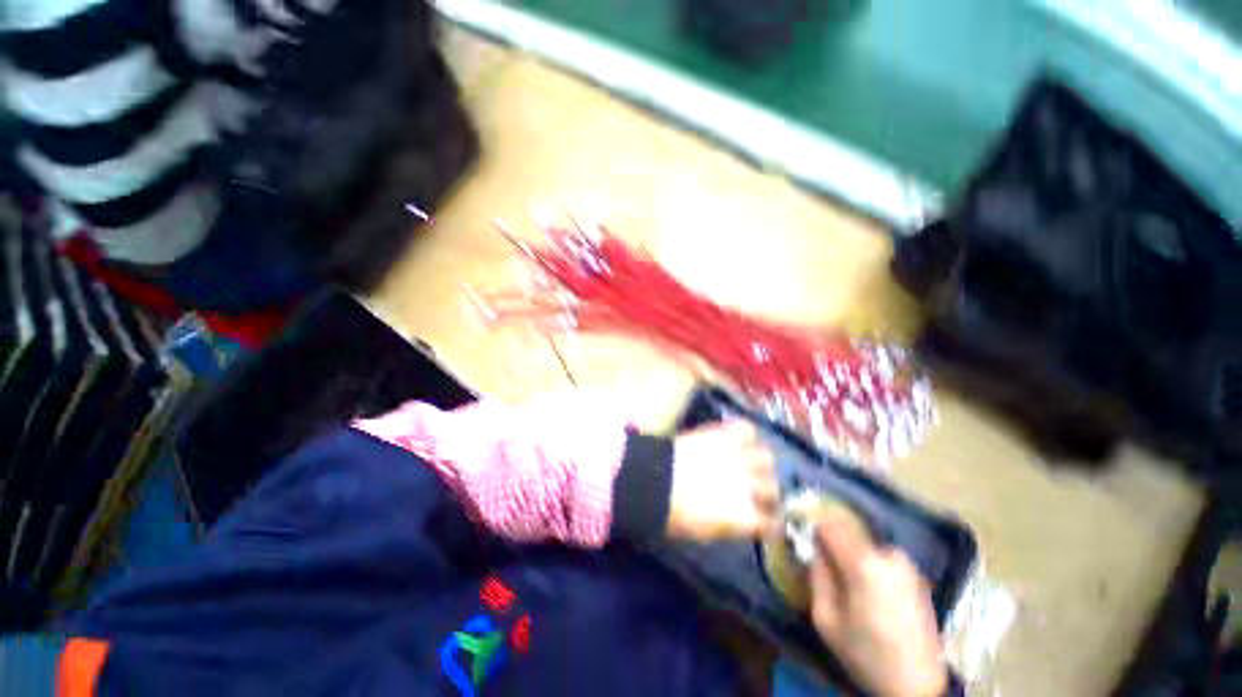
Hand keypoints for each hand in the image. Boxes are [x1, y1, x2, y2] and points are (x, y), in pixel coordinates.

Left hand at [666, 420, 779, 540]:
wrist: (653, 480)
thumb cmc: (674, 513)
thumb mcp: (706, 532)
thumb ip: (732, 524)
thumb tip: (742, 518)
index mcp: (744, 516)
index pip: (772, 523)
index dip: (771, 523)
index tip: (767, 522)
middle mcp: (748, 485)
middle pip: (773, 489)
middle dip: (768, 493)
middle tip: (757, 492)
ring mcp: (737, 456)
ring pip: (766, 458)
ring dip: (760, 464)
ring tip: (750, 464)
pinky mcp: (723, 434)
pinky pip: (746, 429)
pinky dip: (747, 434)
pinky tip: (740, 441)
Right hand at [810, 511, 947, 696]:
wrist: (918, 683)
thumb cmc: (867, 654)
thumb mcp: (826, 620)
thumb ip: (816, 577)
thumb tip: (812, 550)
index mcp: (863, 565)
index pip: (828, 525)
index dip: (811, 525)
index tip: (799, 533)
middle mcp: (886, 555)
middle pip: (847, 529)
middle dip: (829, 537)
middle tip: (818, 555)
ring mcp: (904, 563)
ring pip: (863, 541)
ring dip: (848, 549)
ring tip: (843, 575)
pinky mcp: (914, 573)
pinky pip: (879, 554)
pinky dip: (866, 559)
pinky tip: (865, 584)